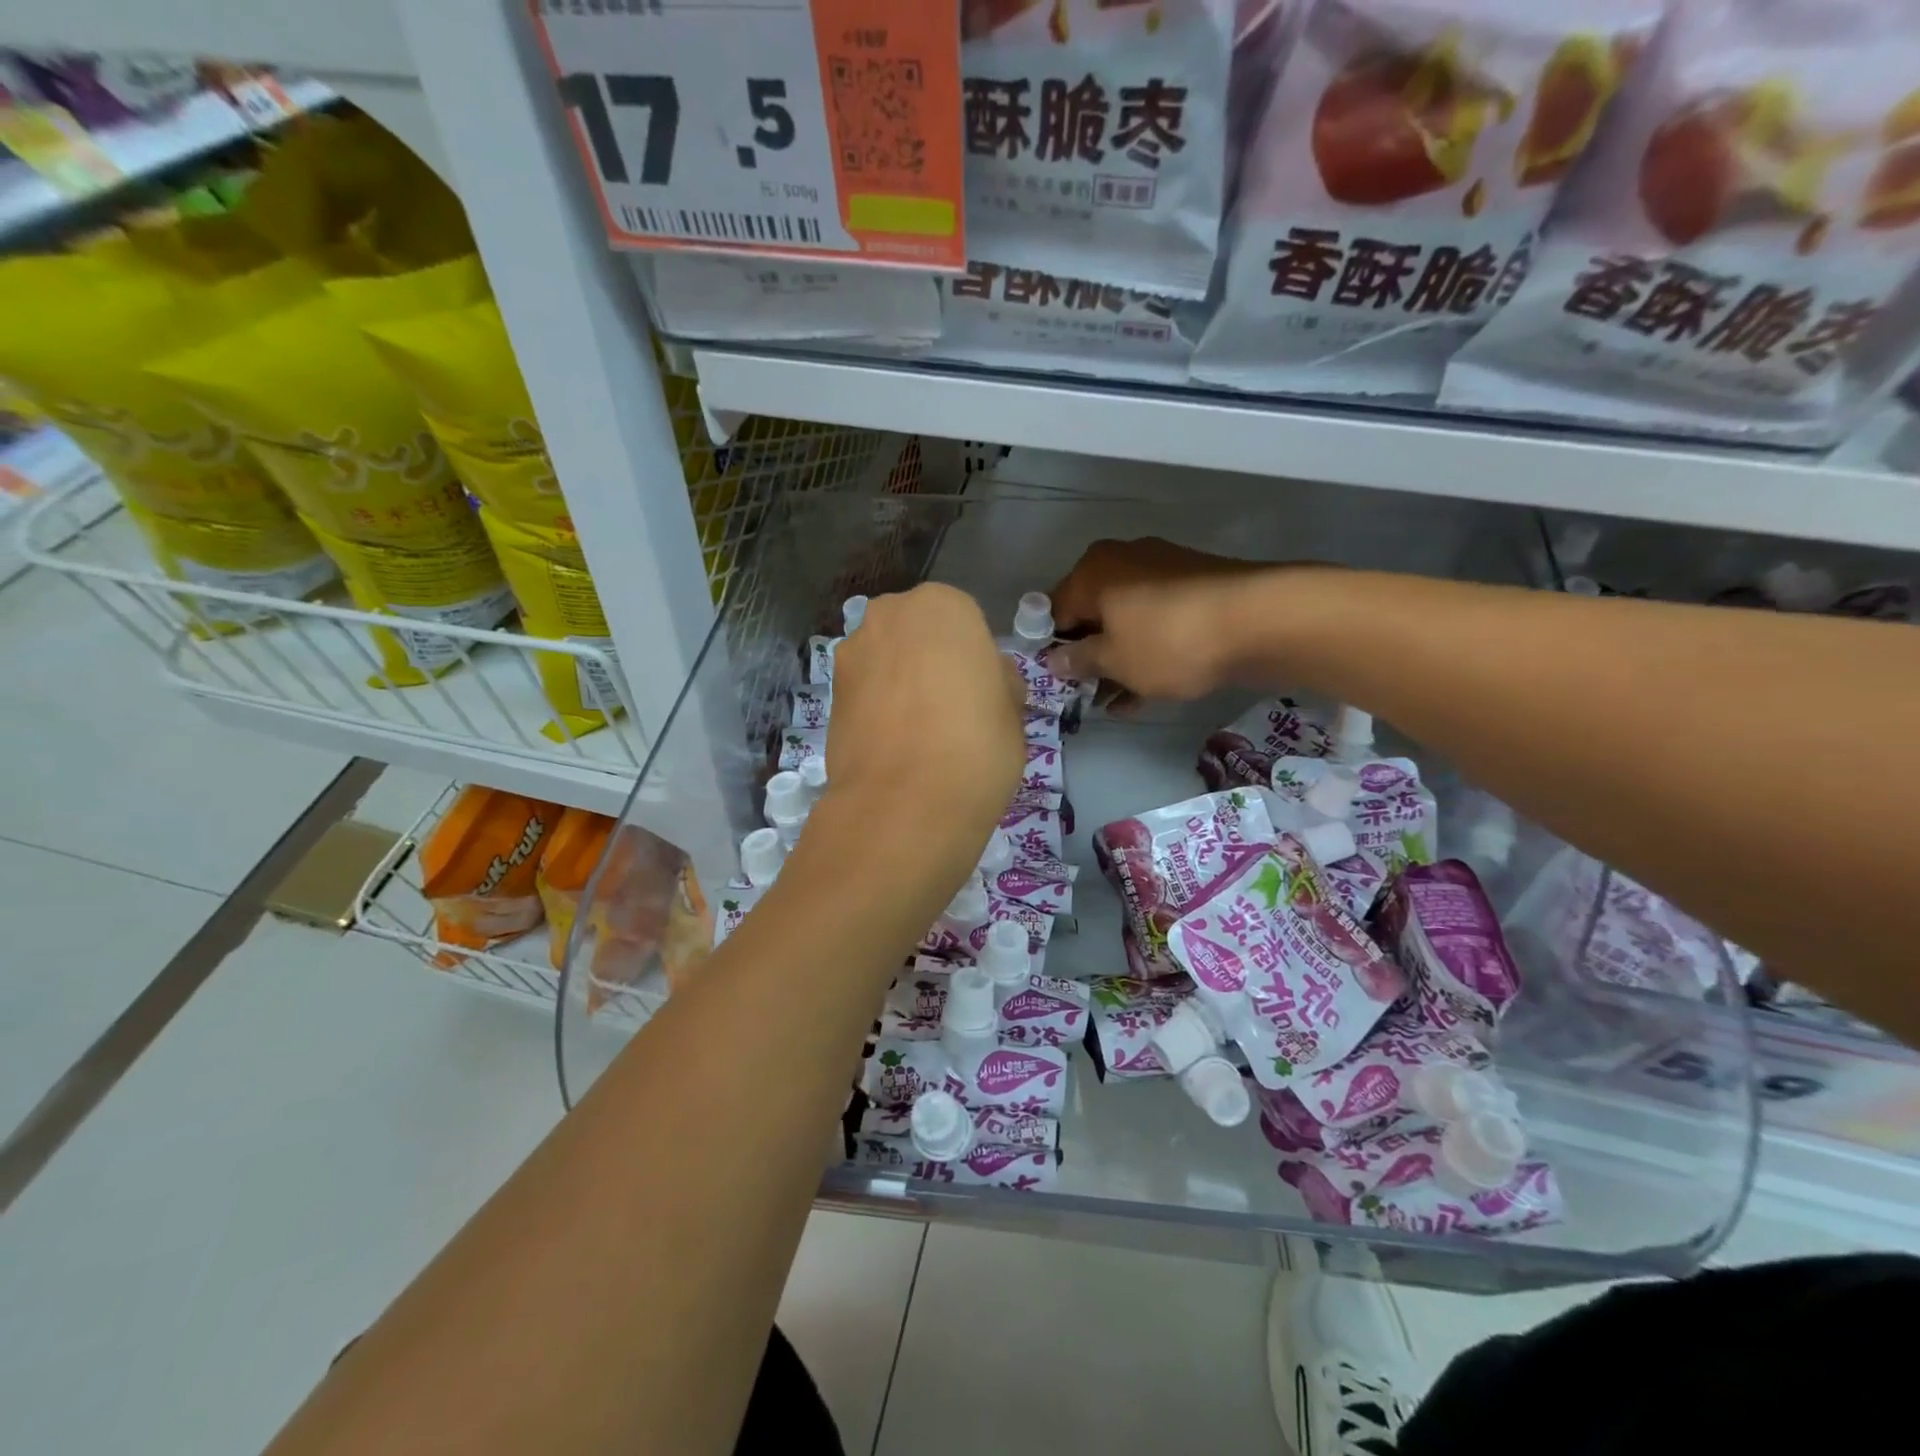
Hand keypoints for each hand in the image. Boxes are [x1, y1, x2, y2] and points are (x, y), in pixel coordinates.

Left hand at [823, 583, 1025, 854]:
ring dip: (898, 683)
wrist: (905, 804)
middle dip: (928, 661)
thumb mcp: (1012, 710)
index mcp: (943, 605)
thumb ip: (997, 680)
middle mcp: (890, 615)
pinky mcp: (829, 695)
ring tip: (918, 734)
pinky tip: (893, 747)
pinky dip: (877, 710)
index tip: (979, 692)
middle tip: (949, 708)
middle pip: (916, 633)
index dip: (972, 657)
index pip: (963, 620)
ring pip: (885, 661)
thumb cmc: (977, 746)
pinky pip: (864, 693)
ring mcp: (852, 653)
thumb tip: (986, 678)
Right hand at [1046, 538, 1266, 702]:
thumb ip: (1078, 660)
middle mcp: (1123, 561)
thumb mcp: (1113, 660)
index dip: (1051, 646)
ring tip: (1113, 701)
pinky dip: (1147, 653)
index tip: (1055, 679)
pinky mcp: (1195, 589)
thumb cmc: (1168, 640)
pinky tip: (1144, 691)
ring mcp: (1163, 572)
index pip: (1054, 610)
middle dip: (1088, 655)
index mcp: (1093, 570)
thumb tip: (1052, 659)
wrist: (1258, 620)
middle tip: (1084, 693)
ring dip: (1117, 660)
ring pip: (1126, 622)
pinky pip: (1156, 624)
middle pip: (1092, 613)